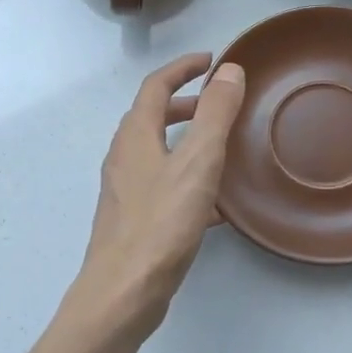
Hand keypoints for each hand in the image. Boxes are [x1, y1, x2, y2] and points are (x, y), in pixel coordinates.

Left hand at [69, 52, 246, 340]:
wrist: (123, 292)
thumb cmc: (160, 223)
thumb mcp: (197, 163)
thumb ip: (215, 115)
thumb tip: (229, 70)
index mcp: (135, 136)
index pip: (156, 86)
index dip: (183, 68)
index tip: (211, 60)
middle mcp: (124, 157)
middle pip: (152, 117)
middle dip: (186, 104)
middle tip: (218, 104)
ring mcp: (125, 190)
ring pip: (158, 153)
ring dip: (187, 142)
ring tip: (222, 150)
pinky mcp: (133, 220)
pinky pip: (163, 186)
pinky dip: (188, 180)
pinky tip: (216, 207)